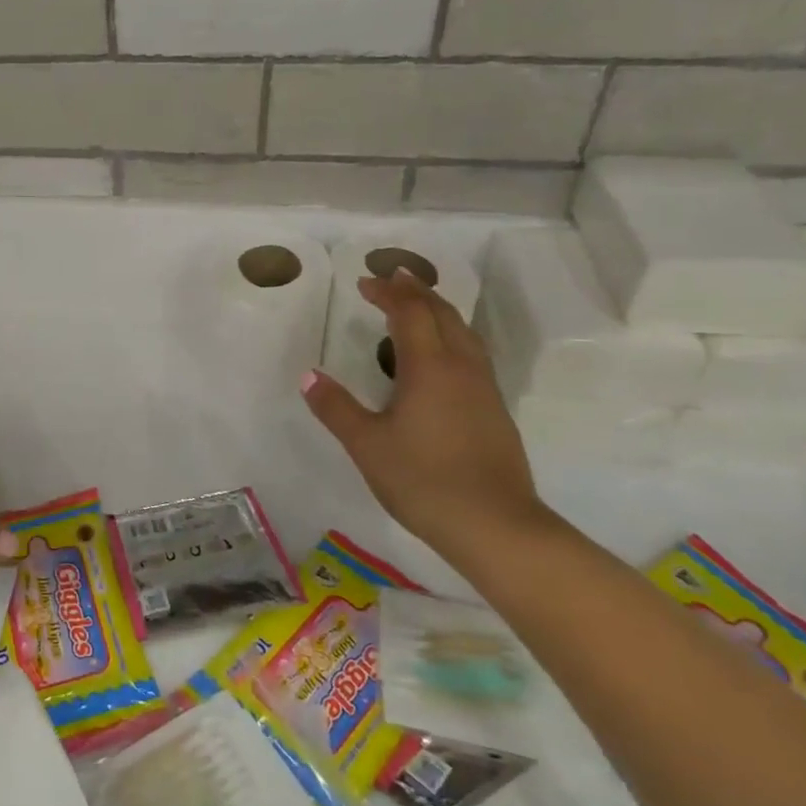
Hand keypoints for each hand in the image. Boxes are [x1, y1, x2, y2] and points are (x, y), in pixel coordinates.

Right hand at [301, 271, 550, 559]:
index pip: (409, 312)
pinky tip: (441, 357)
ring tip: (418, 305)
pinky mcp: (495, 410)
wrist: (496, 526)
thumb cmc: (423, 480)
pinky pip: (472, 353)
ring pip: (464, 331)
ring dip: (438, 310)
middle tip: (392, 279)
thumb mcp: (366, 445)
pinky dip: (451, 335)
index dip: (387, 292)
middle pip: (442, 313)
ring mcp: (484, 388)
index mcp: (429, 367)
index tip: (364, 282)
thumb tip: (308, 376)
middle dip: (416, 291)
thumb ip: (336, 408)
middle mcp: (461, 367)